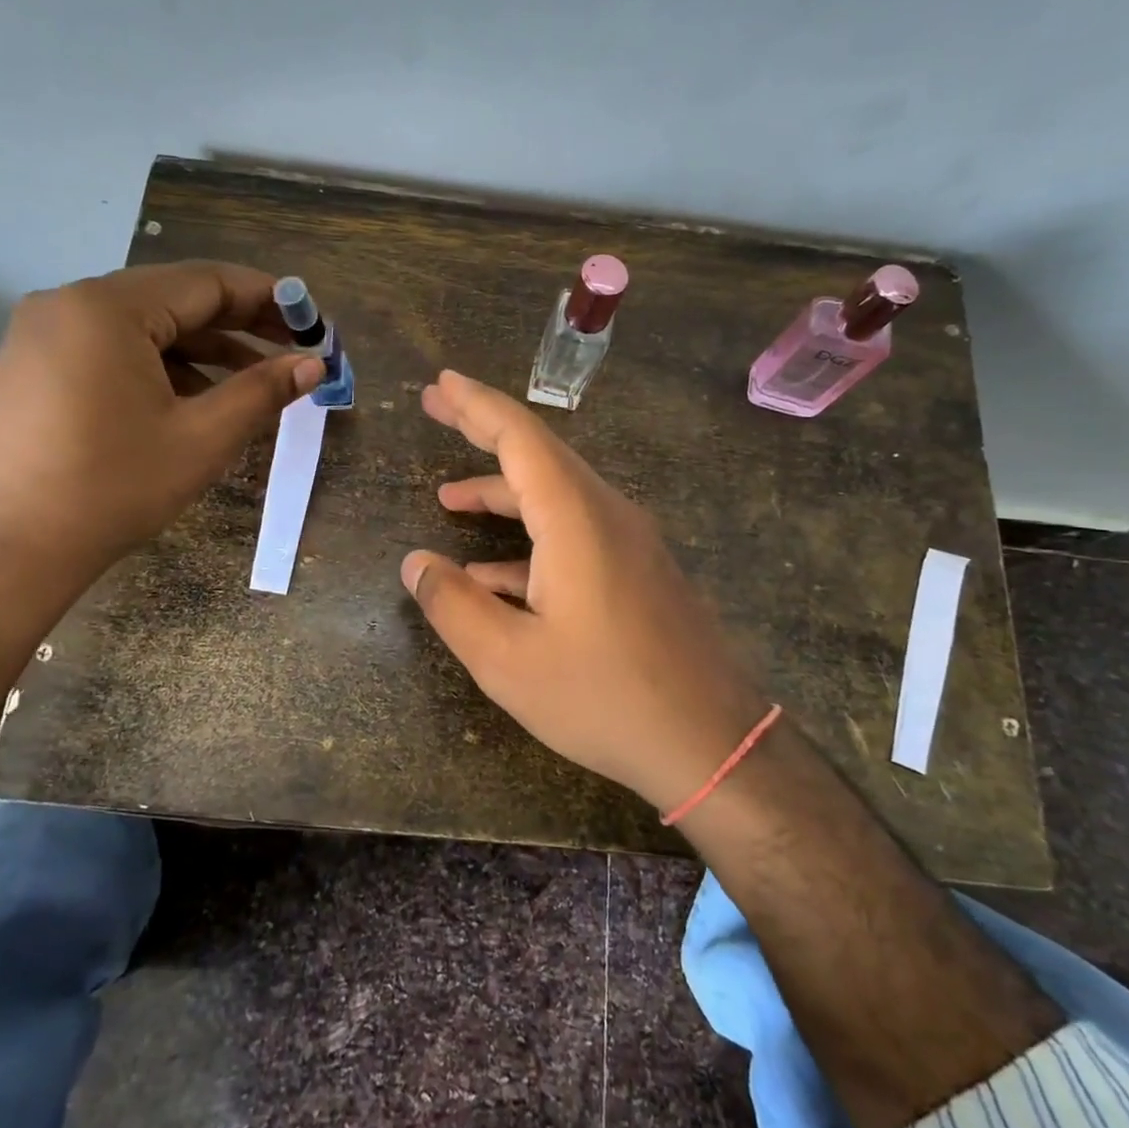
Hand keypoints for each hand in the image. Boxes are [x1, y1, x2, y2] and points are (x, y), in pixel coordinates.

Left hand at [0, 261, 321, 583]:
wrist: (4, 552)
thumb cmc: (112, 488)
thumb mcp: (202, 438)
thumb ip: (262, 392)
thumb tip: (314, 364)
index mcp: (109, 308)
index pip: (207, 282)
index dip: (268, 299)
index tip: (313, 322)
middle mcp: (69, 304)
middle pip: (174, 299)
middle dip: (239, 324)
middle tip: (294, 348)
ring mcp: (43, 335)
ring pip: (143, 326)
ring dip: (202, 349)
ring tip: (253, 382)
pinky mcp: (32, 367)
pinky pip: (111, 349)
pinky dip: (160, 366)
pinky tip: (193, 400)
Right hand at [401, 370, 767, 814]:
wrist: (713, 743)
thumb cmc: (605, 698)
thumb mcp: (508, 661)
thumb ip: (453, 605)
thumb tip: (415, 564)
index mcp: (575, 518)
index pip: (519, 437)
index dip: (475, 405)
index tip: (440, 384)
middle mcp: (608, 514)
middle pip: (539, 454)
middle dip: (484, 430)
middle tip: (438, 408)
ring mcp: (630, 542)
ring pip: (557, 497)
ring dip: (503, 492)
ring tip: (450, 499)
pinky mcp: (640, 572)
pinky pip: (577, 535)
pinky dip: (531, 540)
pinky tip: (496, 575)